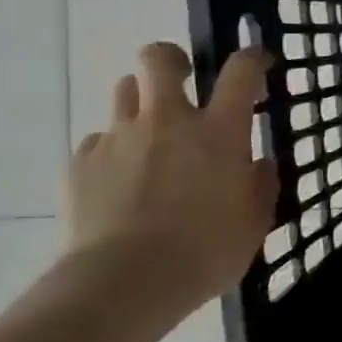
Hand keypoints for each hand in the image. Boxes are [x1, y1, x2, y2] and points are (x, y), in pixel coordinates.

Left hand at [62, 41, 278, 312]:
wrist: (122, 284)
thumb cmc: (204, 253)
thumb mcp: (254, 223)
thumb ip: (260, 186)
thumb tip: (257, 165)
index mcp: (219, 132)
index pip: (240, 71)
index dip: (251, 57)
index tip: (257, 61)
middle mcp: (168, 121)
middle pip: (158, 59)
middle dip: (171, 59)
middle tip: (183, 79)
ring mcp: (119, 139)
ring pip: (124, 92)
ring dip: (141, 102)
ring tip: (151, 135)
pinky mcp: (81, 163)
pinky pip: (99, 141)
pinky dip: (113, 152)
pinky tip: (120, 183)